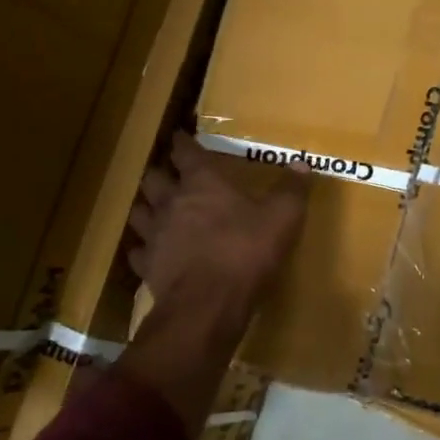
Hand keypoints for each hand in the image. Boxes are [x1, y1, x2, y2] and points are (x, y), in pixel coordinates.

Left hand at [128, 134, 309, 315]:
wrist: (208, 304)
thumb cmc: (245, 251)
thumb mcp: (282, 217)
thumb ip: (291, 189)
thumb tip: (301, 162)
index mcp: (203, 183)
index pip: (186, 152)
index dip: (183, 142)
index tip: (180, 135)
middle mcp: (172, 203)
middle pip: (153, 178)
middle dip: (159, 172)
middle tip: (168, 173)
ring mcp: (155, 235)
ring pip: (138, 212)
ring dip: (145, 206)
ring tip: (153, 207)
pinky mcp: (148, 267)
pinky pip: (138, 252)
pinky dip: (142, 248)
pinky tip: (150, 251)